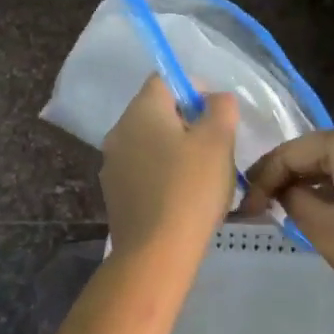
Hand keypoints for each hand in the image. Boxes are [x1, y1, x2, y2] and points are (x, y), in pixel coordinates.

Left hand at [101, 75, 238, 258]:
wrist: (156, 252)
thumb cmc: (191, 188)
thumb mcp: (218, 140)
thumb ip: (221, 108)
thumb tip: (214, 100)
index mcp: (141, 111)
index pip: (165, 80)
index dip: (195, 89)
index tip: (218, 115)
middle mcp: (119, 132)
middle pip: (157, 112)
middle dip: (188, 122)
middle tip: (217, 147)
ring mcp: (112, 165)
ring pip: (150, 143)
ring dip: (176, 150)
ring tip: (204, 176)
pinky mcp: (115, 195)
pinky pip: (143, 171)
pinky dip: (163, 174)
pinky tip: (183, 198)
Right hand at [240, 128, 333, 317]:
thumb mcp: (325, 229)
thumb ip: (295, 200)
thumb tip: (286, 189)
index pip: (291, 151)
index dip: (263, 177)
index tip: (244, 207)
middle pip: (317, 150)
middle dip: (288, 176)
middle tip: (262, 205)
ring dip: (314, 181)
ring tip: (291, 208)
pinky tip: (330, 209)